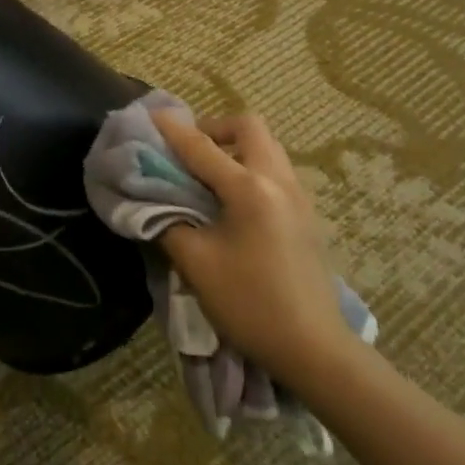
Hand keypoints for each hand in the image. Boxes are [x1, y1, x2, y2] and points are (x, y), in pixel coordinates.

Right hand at [152, 110, 357, 404]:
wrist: (314, 348)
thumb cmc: (249, 304)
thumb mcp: (196, 263)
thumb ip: (168, 223)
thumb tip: (152, 202)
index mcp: (250, 189)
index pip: (202, 147)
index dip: (172, 130)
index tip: (150, 115)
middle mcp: (279, 181)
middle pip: (250, 128)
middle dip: (215, 129)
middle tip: (188, 151)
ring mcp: (299, 197)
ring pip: (267, 148)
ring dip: (235, 148)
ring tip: (207, 176)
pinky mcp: (307, 216)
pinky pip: (276, 171)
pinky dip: (250, 168)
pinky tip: (232, 203)